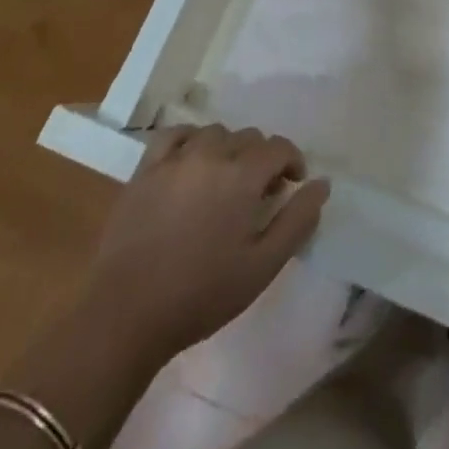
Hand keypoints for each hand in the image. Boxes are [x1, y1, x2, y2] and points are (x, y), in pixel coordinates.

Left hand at [93, 123, 329, 363]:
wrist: (126, 315)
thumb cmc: (202, 294)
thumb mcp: (262, 266)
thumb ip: (297, 220)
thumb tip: (322, 184)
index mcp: (242, 175)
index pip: (279, 147)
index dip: (292, 162)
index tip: (291, 187)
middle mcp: (211, 154)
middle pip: (248, 137)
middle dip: (260, 159)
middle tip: (257, 195)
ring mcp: (175, 159)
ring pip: (214, 133)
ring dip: (228, 149)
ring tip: (224, 181)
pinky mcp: (145, 169)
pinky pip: (174, 135)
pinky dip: (190, 140)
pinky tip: (191, 163)